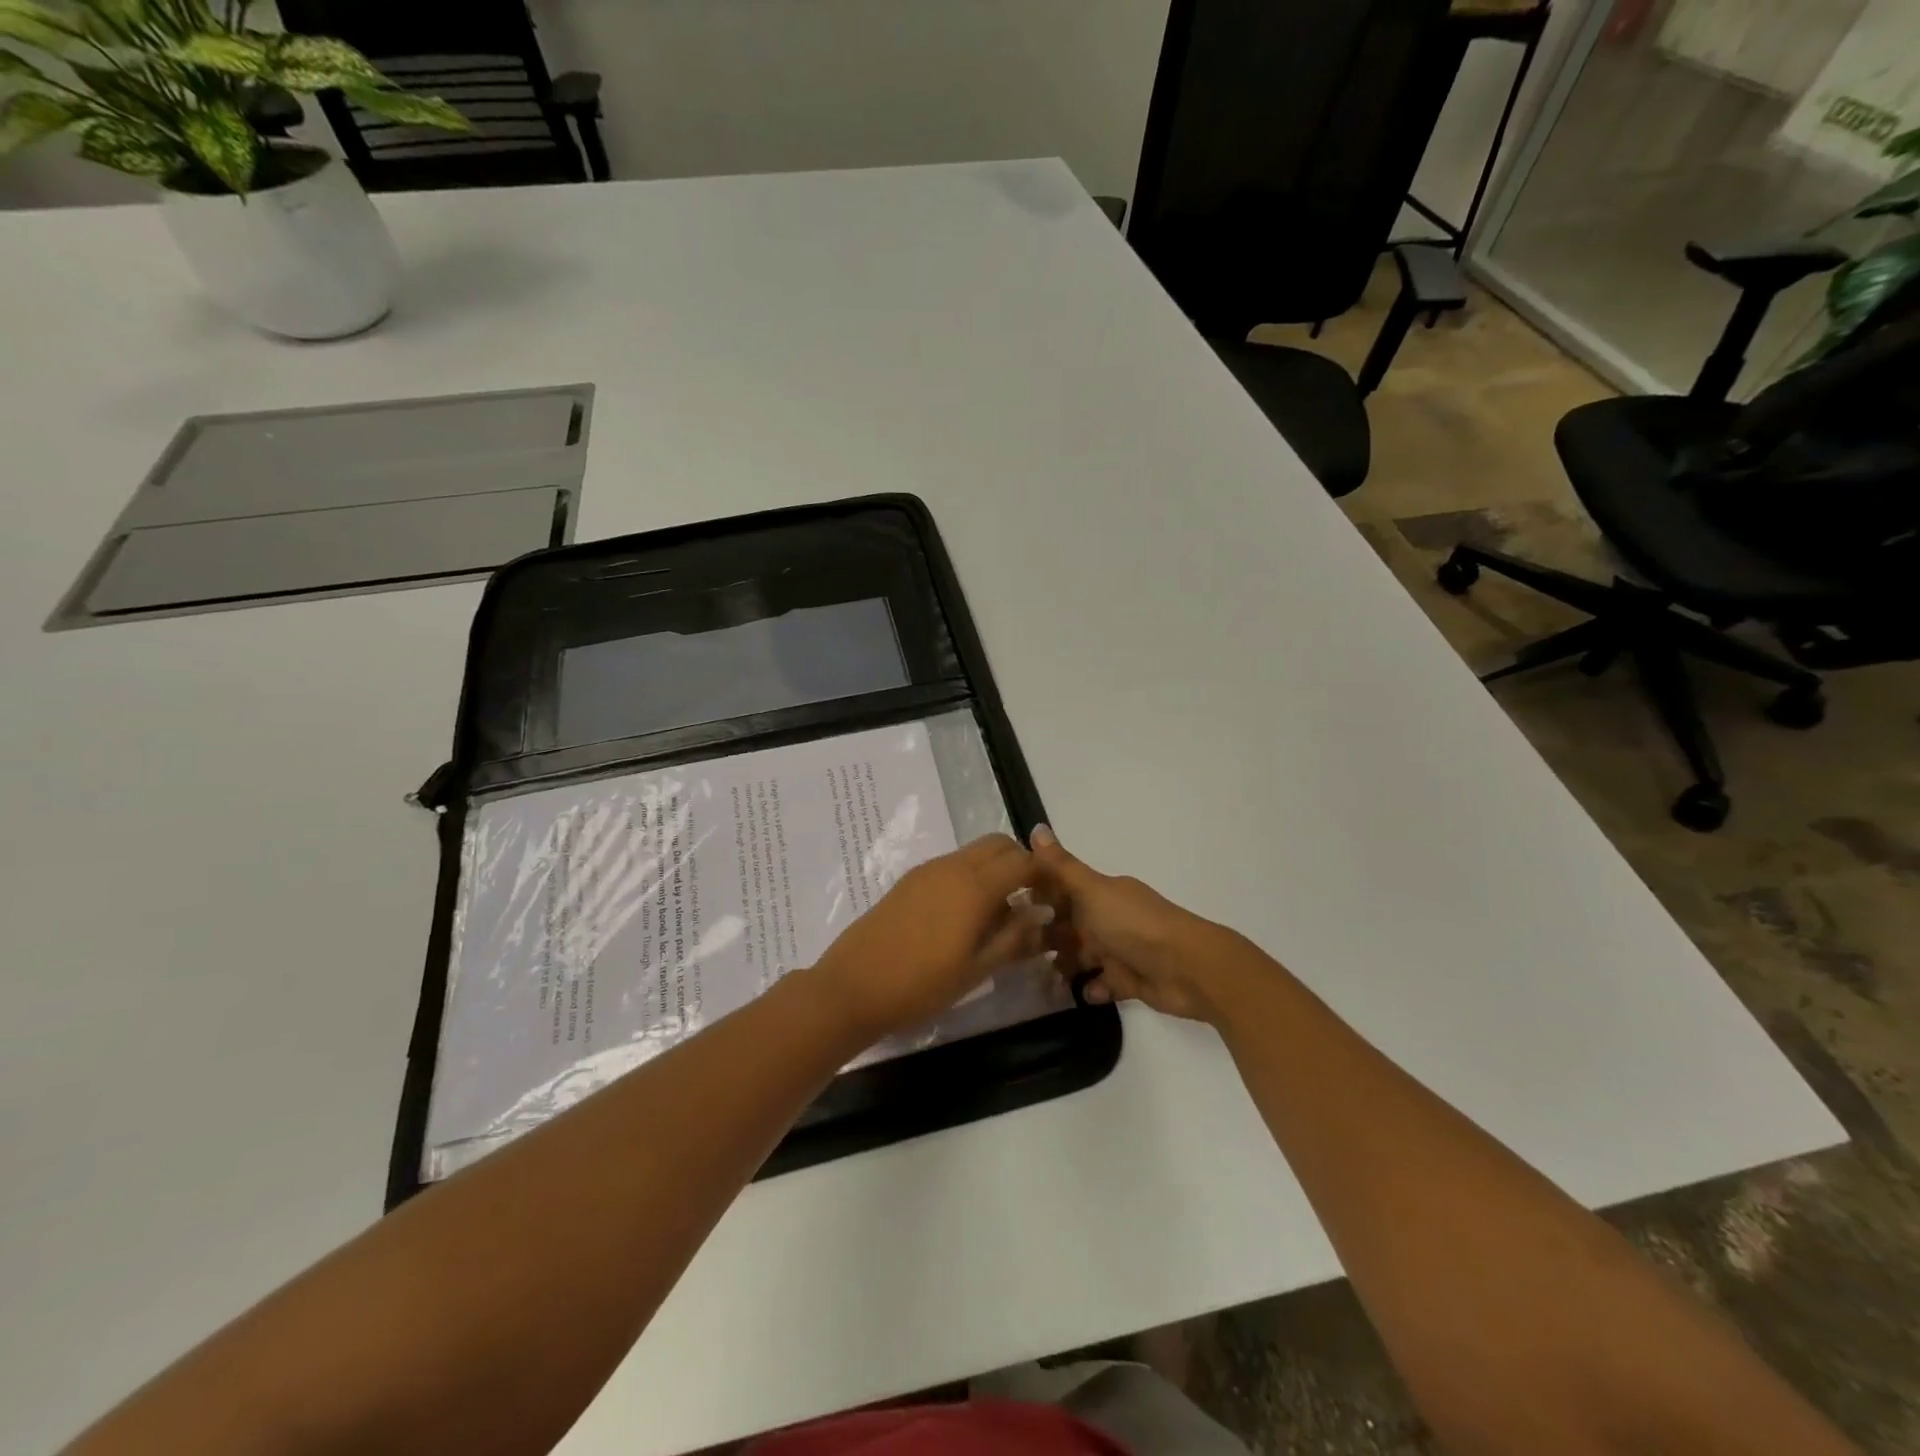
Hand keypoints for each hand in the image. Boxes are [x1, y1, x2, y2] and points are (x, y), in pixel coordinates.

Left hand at [807, 834, 1051, 1042]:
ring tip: (997, 914)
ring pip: (973, 853)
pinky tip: (964, 916)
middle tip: (1027, 900)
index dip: (1044, 874)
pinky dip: (970, 877)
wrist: (852, 987)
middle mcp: (952, 867)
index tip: (1053, 898)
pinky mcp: (909, 881)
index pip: (1023, 861)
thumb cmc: (921, 985)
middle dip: (1019, 863)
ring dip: (994, 870)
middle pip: (998, 844)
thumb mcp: (976, 969)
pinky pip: (951, 865)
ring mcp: (927, 871)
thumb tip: (1043, 915)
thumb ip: (1014, 938)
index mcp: (975, 886)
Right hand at [1032, 824, 1240, 1022]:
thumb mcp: (1092, 891)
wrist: (1187, 968)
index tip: (1005, 906)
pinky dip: (1091, 987)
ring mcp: (1119, 950)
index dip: (1037, 895)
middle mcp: (1108, 918)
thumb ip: (1062, 866)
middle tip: (1012, 947)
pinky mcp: (1129, 981)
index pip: (1062, 889)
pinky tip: (1079, 991)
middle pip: (1069, 924)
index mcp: (1100, 893)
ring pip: (1082, 955)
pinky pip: (1103, 984)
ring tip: (1037, 975)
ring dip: (1063, 963)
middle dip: (1044, 933)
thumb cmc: (1133, 924)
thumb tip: (1036, 827)